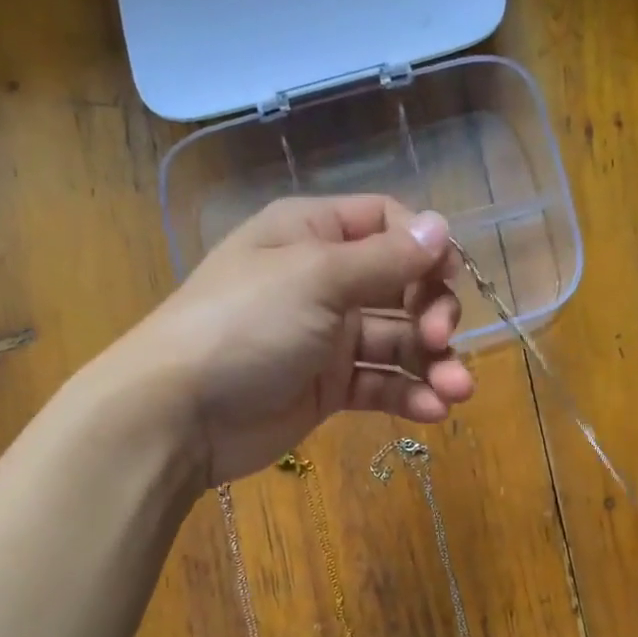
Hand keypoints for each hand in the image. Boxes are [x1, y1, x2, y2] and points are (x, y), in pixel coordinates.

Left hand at [123, 195, 474, 482]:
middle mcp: (324, 280)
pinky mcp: (328, 389)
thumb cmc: (245, 325)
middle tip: (442, 340)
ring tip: (457, 392)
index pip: (388, 223)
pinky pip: (379, 384)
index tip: (449, 277)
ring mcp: (326, 338)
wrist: (180, 413)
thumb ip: (384, 258)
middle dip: (433, 311)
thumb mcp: (315, 277)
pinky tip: (431, 411)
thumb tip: (442, 227)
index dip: (426, 247)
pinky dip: (408, 395)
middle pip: (403, 284)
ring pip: (398, 342)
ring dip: (433, 363)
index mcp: (313, 234)